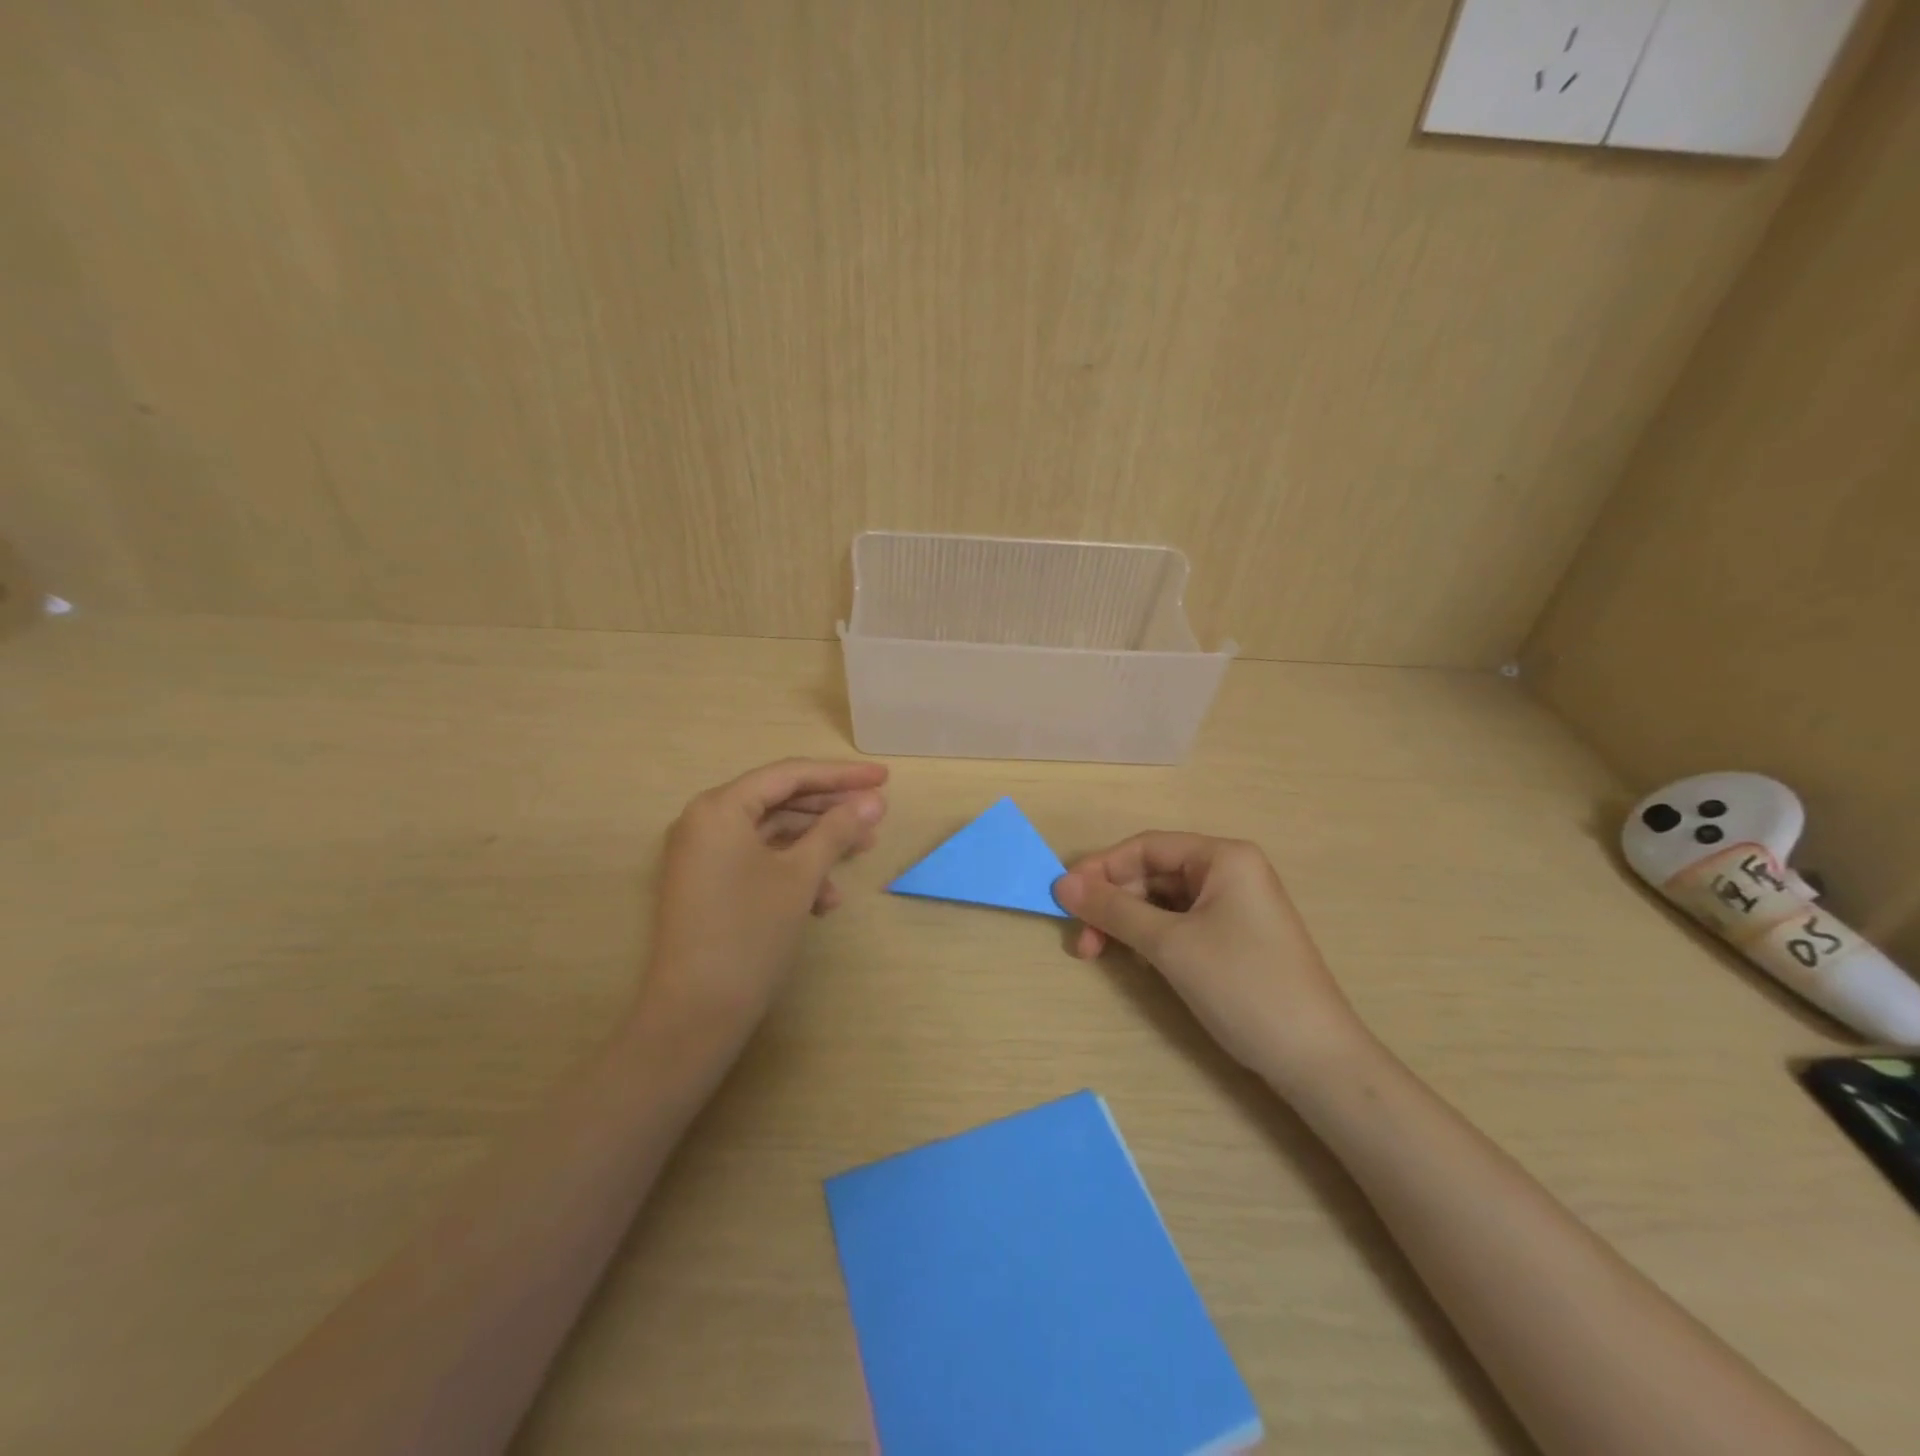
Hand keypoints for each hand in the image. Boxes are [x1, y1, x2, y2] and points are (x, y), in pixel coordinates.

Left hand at [639, 759, 887, 1046]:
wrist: (695, 1014)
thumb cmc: (750, 932)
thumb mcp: (800, 876)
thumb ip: (837, 829)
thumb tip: (875, 799)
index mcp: (720, 808)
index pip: (789, 775)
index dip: (841, 775)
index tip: (884, 778)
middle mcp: (705, 822)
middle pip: (781, 802)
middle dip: (832, 811)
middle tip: (877, 815)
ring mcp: (704, 856)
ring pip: (773, 835)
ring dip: (818, 844)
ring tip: (862, 854)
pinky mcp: (709, 885)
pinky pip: (758, 862)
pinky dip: (794, 872)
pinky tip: (826, 900)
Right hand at [1055, 834, 1366, 1087]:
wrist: (1315, 1060)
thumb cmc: (1242, 986)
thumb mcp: (1169, 945)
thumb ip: (1113, 909)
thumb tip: (1061, 884)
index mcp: (1223, 857)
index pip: (1146, 847)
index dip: (1100, 869)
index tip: (1063, 898)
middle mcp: (1231, 872)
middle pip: (1153, 874)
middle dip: (1113, 904)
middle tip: (1082, 942)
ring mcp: (1235, 906)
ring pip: (1163, 901)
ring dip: (1128, 924)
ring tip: (1101, 954)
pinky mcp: (1235, 938)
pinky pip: (1181, 923)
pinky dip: (1153, 938)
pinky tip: (1138, 961)